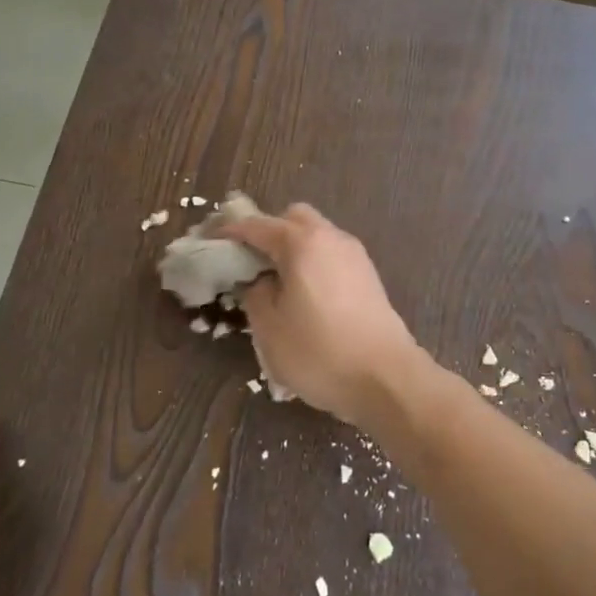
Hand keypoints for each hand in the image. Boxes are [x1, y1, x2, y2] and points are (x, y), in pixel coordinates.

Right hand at [223, 204, 429, 430]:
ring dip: (292, 248)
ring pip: (317, 236)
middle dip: (267, 231)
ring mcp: (355, 255)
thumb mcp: (269, 327)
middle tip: (248, 261)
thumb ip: (255, 294)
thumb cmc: (319, 352)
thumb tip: (259, 280)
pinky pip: (331, 256)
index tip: (210, 240)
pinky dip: (312, 263)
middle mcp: (331, 238)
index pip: (257, 225)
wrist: (385, 377)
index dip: (230, 230)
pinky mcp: (368, 276)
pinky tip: (303, 294)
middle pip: (293, 218)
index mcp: (302, 243)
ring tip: (274, 282)